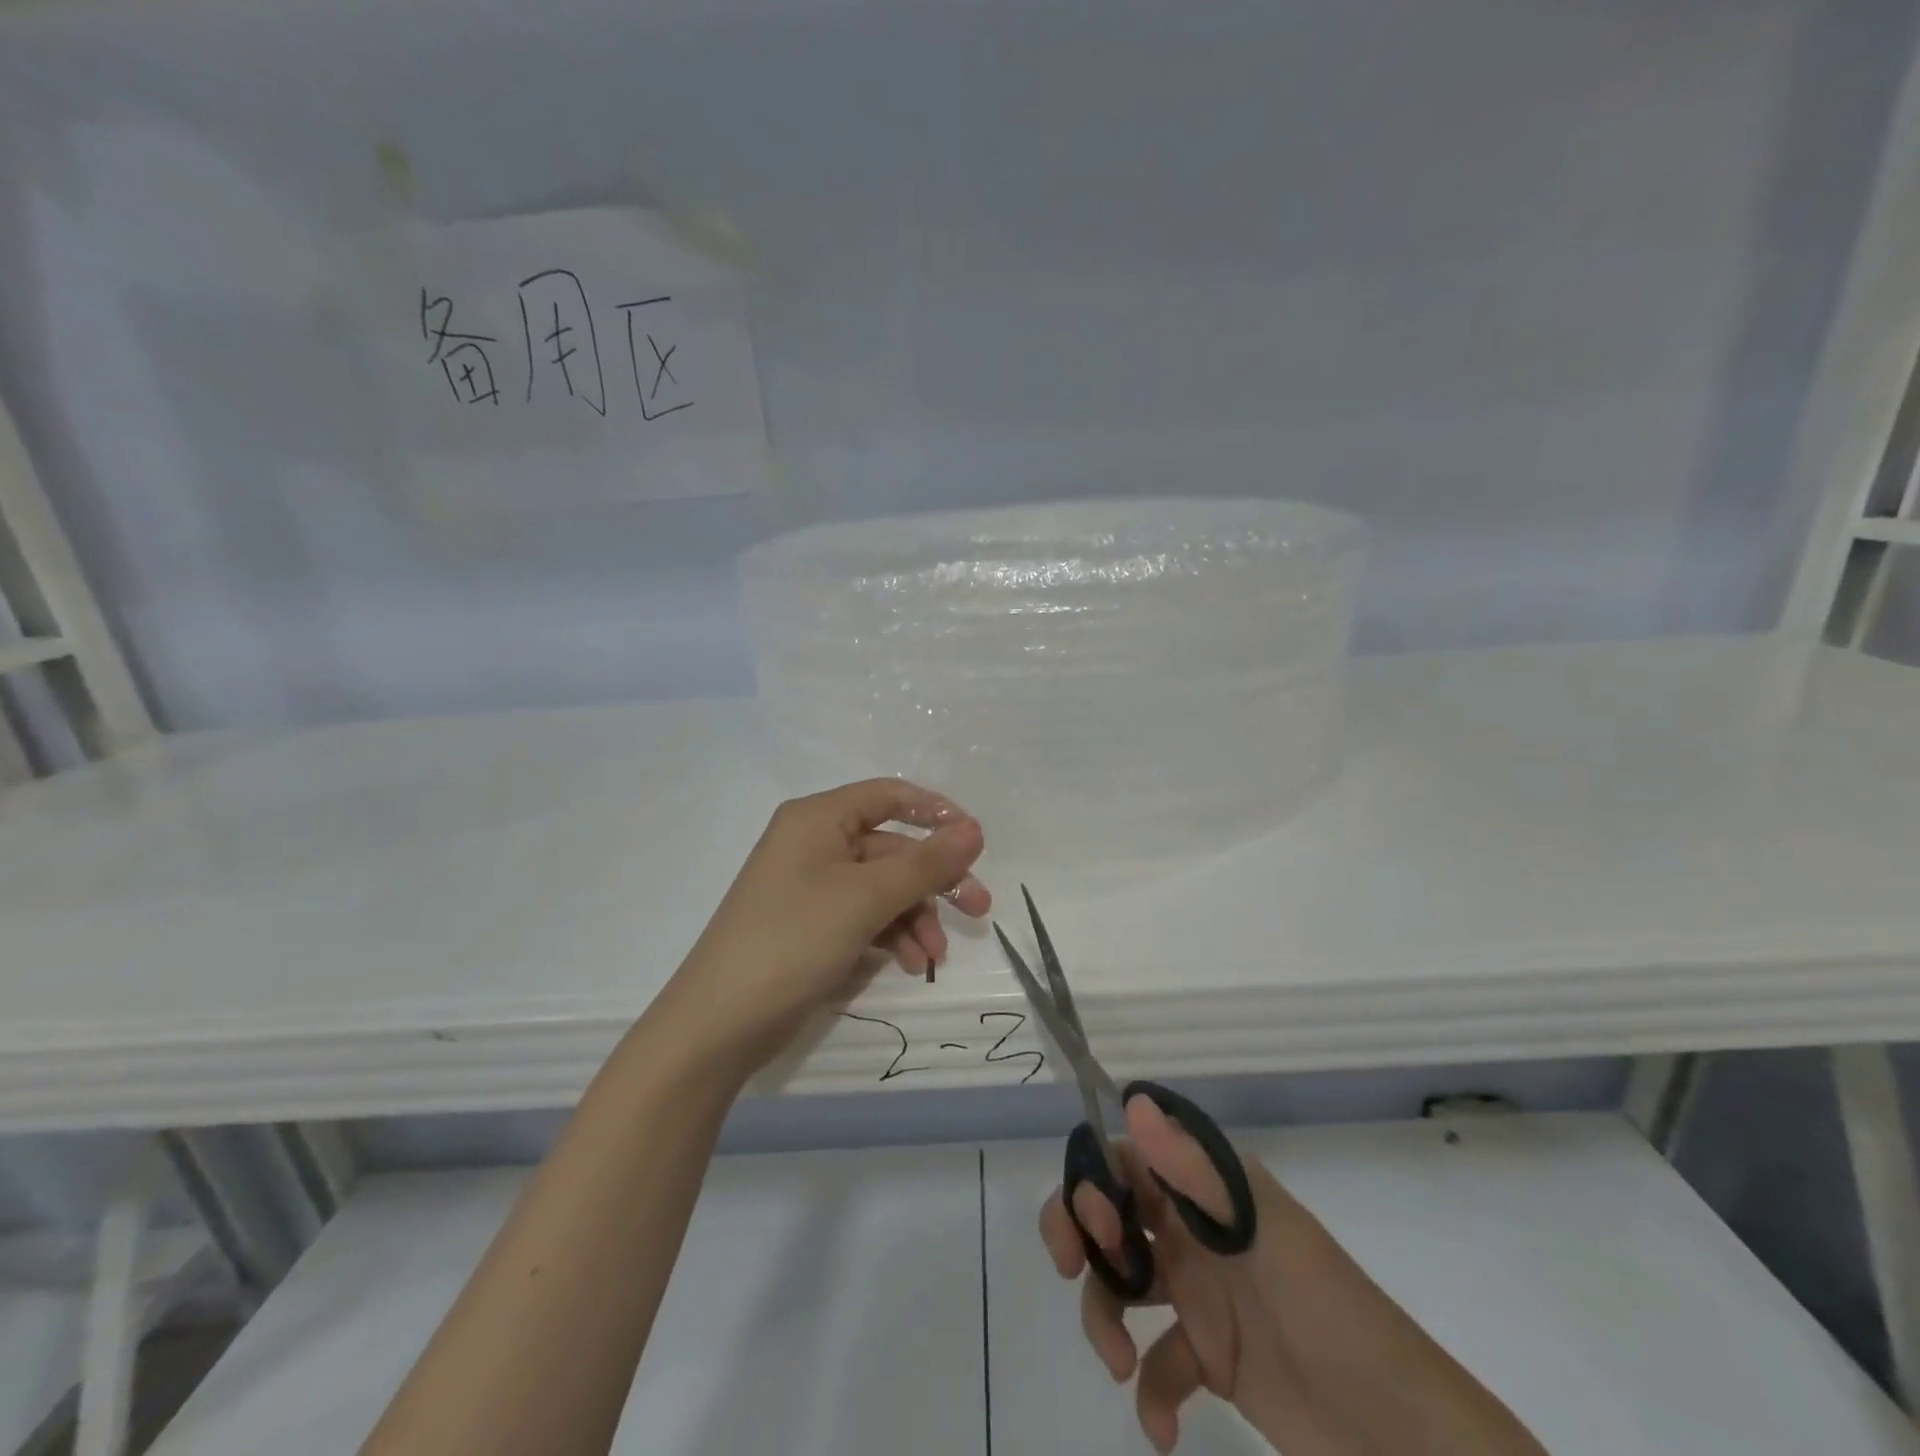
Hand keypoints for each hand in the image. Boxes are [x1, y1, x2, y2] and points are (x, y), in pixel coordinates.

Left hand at [661, 778, 988, 1071]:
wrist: (717, 1026)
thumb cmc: (792, 941)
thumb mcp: (865, 898)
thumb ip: (925, 864)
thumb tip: (975, 829)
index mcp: (818, 818)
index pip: (889, 795)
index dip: (936, 812)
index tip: (975, 843)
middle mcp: (814, 843)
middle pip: (892, 848)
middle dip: (934, 881)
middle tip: (979, 910)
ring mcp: (811, 887)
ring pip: (883, 888)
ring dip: (915, 918)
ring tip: (933, 958)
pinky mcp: (812, 926)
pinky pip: (864, 917)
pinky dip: (891, 937)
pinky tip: (908, 965)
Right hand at [1042, 1097, 1543, 1454]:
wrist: (1402, 1439)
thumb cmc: (1329, 1313)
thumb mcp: (1262, 1234)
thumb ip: (1195, 1171)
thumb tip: (1132, 1101)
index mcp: (1208, 1187)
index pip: (1128, 1156)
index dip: (1095, 1177)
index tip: (1096, 1222)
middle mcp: (1195, 1228)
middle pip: (1112, 1212)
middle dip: (1080, 1233)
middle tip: (1072, 1268)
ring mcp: (1201, 1293)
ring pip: (1122, 1282)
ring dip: (1104, 1316)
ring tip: (1119, 1363)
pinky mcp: (1210, 1357)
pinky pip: (1157, 1361)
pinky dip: (1149, 1391)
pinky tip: (1162, 1426)